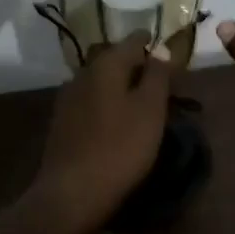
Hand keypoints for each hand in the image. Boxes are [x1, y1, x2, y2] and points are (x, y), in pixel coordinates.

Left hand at [28, 32, 172, 233]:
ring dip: (123, 88)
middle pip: (116, 60)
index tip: (172, 62)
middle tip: (162, 89)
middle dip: (139, 68)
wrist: (72, 192)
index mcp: (107, 64)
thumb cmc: (120, 147)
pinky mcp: (62, 120)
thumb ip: (158, 75)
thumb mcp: (150, 110)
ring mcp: (68, 97)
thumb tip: (161, 47)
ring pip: (102, 81)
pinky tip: (118, 124)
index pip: (134, 40)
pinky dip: (108, 104)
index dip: (155, 46)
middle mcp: (83, 72)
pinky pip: (91, 101)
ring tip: (143, 108)